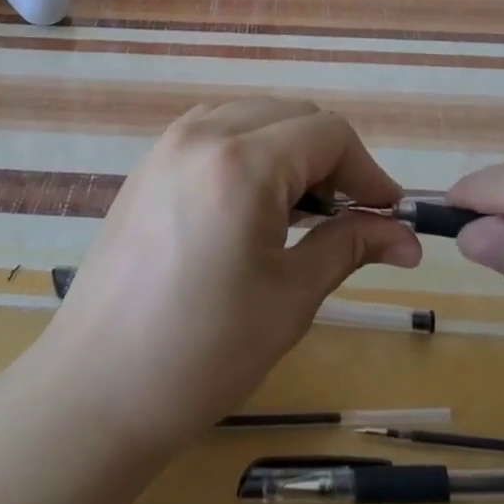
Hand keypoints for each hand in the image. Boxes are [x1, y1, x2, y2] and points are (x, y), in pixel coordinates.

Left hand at [39, 99, 421, 459]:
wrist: (96, 388)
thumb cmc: (203, 352)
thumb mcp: (291, 298)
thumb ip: (350, 246)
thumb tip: (406, 236)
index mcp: (242, 163)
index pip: (329, 133)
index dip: (368, 170)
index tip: (389, 214)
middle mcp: (204, 133)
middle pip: (294, 115)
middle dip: (333, 158)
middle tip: (350, 217)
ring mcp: (170, 143)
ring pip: (255, 116)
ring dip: (291, 150)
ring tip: (302, 212)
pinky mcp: (150, 162)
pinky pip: (216, 130)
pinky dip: (250, 150)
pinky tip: (253, 203)